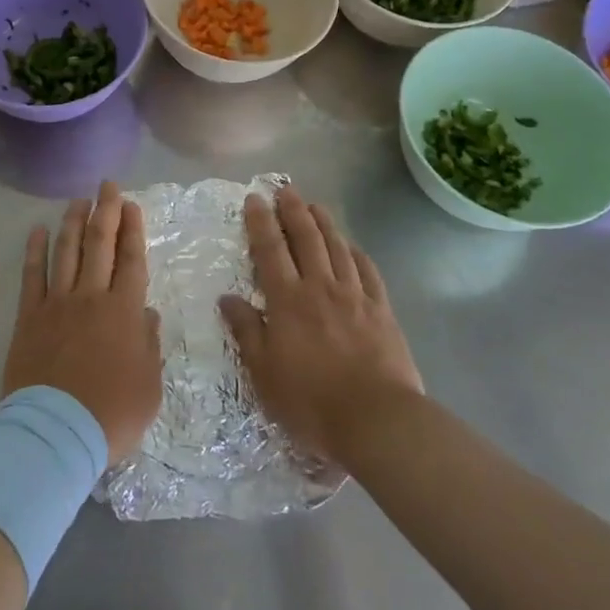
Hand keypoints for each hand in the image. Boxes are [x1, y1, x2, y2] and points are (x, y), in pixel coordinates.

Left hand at [3, 182, 162, 464]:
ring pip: (66, 251)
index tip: (132, 205)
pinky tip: (36, 230)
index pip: (131, 260)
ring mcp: (56, 303)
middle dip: (105, 211)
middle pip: (99, 244)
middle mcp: (91, 297)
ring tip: (78, 200)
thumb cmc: (112, 414)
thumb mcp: (150, 385)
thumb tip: (146, 313)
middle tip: (108, 186)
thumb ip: (149, 344)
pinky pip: (31, 275)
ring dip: (73, 222)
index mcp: (124, 311)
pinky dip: (34, 251)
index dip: (132, 230)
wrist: (57, 433)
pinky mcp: (29, 316)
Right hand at [219, 186, 423, 466]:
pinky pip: (368, 272)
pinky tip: (352, 246)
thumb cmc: (311, 400)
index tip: (255, 198)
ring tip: (315, 205)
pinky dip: (357, 253)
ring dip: (325, 223)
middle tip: (285, 190)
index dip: (261, 222)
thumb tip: (227, 298)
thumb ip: (247, 331)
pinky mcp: (382, 311)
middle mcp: (320, 288)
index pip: (270, 250)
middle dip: (293, 211)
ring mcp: (355, 297)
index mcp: (288, 300)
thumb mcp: (264, 372)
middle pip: (306, 239)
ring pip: (337, 248)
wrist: (377, 419)